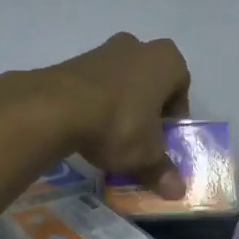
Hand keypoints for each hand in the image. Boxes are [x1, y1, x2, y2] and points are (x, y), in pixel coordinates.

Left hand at [41, 34, 192, 198]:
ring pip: (121, 80)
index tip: (163, 138)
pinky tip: (87, 127)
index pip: (181, 87)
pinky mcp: (74, 60)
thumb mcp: (145, 154)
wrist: (57, 107)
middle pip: (150, 81)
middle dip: (147, 107)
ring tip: (110, 134)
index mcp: (166, 60)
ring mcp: (103, 49)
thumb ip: (163, 170)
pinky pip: (95, 84)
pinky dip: (95, 101)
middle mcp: (138, 46)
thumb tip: (177, 192)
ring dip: (120, 103)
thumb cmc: (119, 123)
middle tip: (140, 135)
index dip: (174, 116)